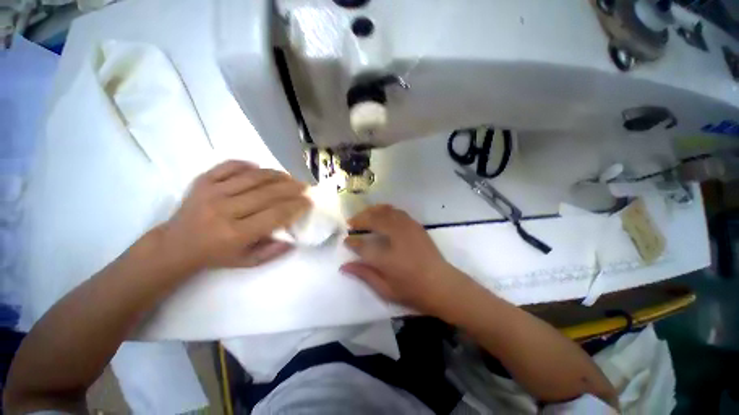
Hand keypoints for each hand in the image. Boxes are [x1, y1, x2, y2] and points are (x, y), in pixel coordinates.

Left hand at [157, 160, 310, 272]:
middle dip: (291, 188)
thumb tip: (295, 238)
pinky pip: (229, 166)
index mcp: (235, 233)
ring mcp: (211, 192)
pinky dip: (246, 164)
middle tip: (304, 187)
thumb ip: (273, 251)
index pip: (275, 215)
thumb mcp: (247, 262)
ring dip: (276, 175)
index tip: (308, 202)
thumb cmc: (215, 256)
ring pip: (252, 177)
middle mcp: (224, 210)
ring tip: (289, 176)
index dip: (296, 206)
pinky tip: (258, 168)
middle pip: (267, 193)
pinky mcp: (202, 181)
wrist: (174, 246)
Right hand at [341, 205, 473, 315]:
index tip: (346, 240)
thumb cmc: (413, 290)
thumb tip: (344, 266)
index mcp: (387, 257)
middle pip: (373, 219)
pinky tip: (381, 213)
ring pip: (385, 211)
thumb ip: (364, 274)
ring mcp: (407, 228)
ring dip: (371, 211)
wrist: (442, 284)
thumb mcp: (385, 289)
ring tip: (363, 215)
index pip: (362, 245)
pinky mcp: (415, 225)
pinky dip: (385, 210)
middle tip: (351, 223)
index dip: (352, 242)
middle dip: (359, 219)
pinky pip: (397, 211)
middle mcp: (396, 237)